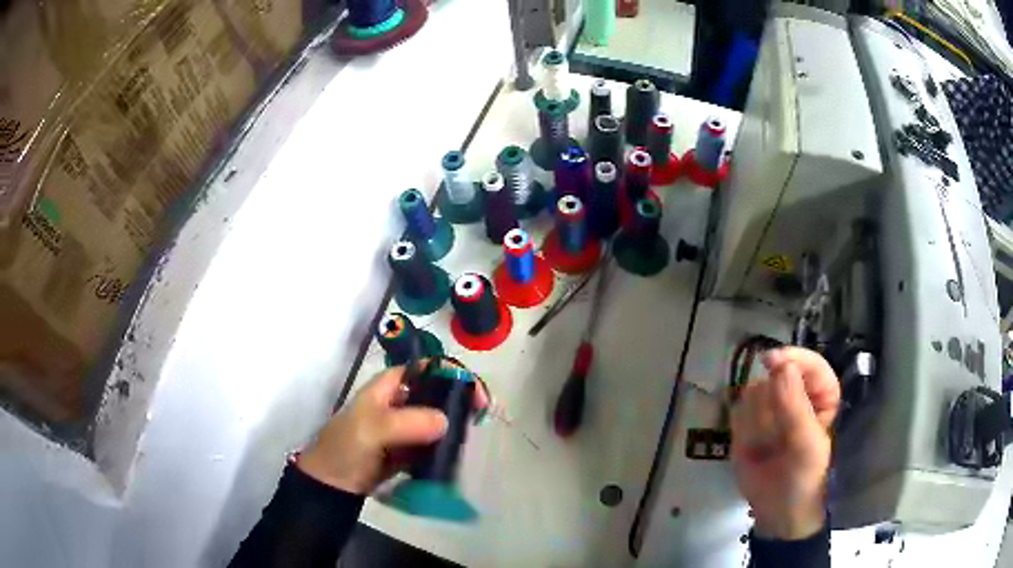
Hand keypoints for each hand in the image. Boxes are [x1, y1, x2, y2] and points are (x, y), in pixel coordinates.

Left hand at [298, 364, 489, 494]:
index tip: (473, 390)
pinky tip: (456, 454)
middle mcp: (398, 402)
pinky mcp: (408, 451)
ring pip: (436, 419)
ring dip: (453, 426)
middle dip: (457, 401)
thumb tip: (446, 421)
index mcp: (388, 386)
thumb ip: (407, 423)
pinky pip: (432, 443)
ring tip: (470, 436)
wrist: (333, 485)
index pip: (424, 368)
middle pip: (435, 393)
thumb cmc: (346, 448)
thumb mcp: (372, 429)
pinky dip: (445, 447)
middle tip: (478, 416)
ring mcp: (404, 428)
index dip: (450, 372)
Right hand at [731, 347, 840, 540]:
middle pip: (775, 377)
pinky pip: (737, 412)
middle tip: (777, 436)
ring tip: (767, 447)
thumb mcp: (806, 444)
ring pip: (753, 393)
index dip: (794, 358)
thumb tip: (780, 366)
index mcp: (820, 395)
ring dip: (756, 424)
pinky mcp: (746, 423)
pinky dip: (742, 432)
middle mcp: (795, 394)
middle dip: (771, 407)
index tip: (771, 362)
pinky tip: (752, 449)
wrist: (777, 512)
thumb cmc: (804, 477)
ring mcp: (769, 408)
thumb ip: (794, 406)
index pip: (811, 364)